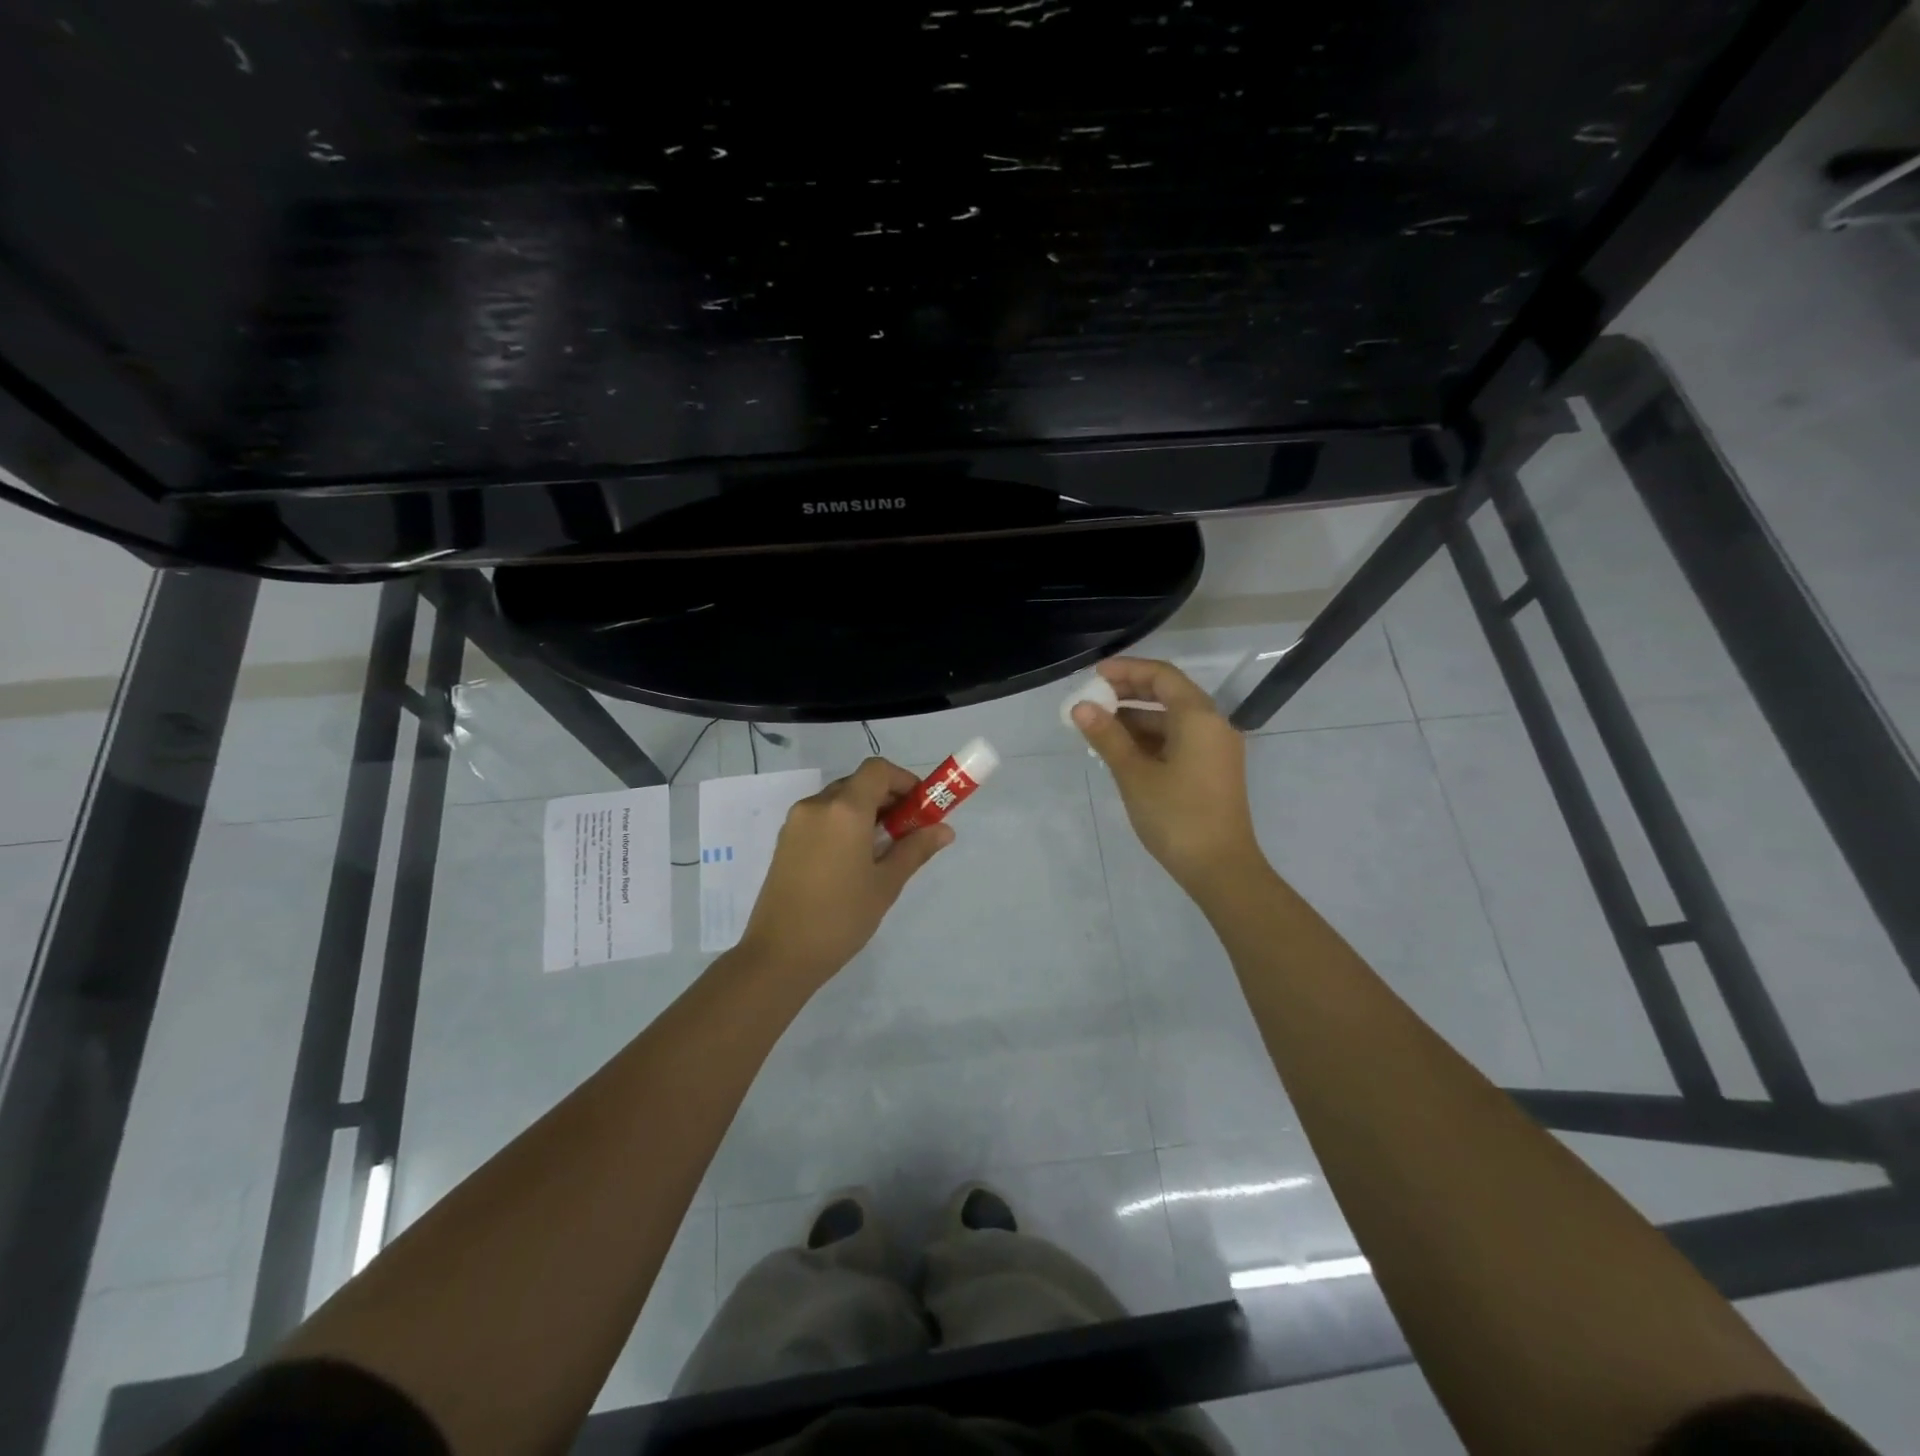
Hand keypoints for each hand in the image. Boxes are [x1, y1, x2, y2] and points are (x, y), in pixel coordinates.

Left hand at [737, 757, 953, 987]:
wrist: (780, 954)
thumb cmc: (841, 917)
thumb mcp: (886, 884)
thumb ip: (915, 849)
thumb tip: (945, 830)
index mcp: (844, 810)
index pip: (878, 770)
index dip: (904, 780)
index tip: (920, 807)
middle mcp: (817, 805)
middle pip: (858, 783)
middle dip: (887, 798)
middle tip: (907, 830)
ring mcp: (796, 822)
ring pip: (838, 800)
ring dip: (864, 811)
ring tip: (881, 849)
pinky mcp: (785, 840)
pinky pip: (821, 817)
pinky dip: (843, 824)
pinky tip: (853, 860)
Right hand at [1073, 657, 1261, 895]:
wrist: (1221, 868)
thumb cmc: (1176, 816)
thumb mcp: (1134, 774)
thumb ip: (1107, 736)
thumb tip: (1081, 707)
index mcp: (1198, 717)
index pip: (1161, 676)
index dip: (1127, 670)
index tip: (1094, 676)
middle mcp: (1212, 724)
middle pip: (1168, 694)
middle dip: (1128, 693)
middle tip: (1092, 700)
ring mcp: (1214, 748)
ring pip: (1171, 720)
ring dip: (1136, 719)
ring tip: (1098, 728)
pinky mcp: (1211, 769)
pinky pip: (1178, 740)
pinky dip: (1150, 739)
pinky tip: (1121, 751)